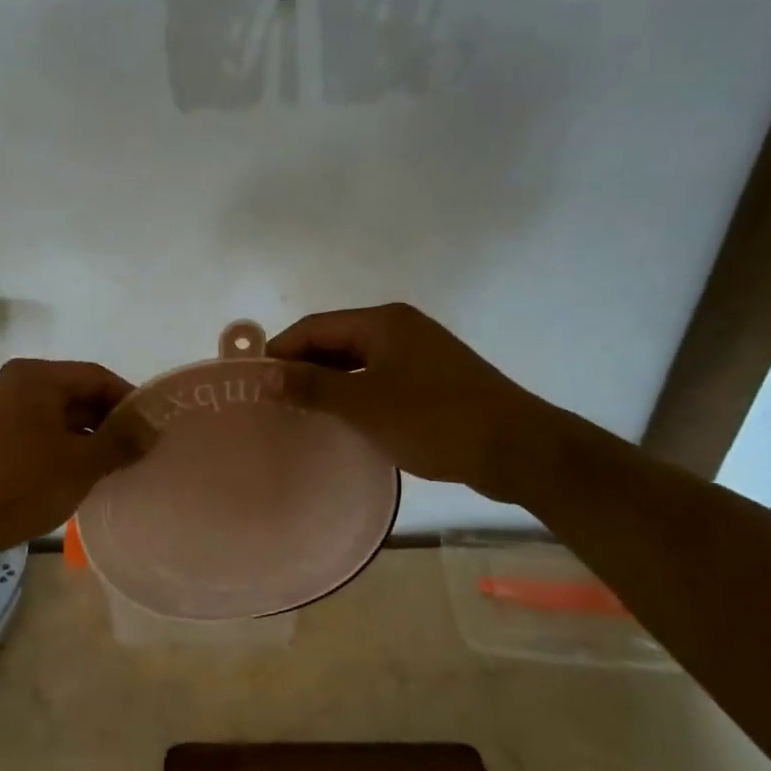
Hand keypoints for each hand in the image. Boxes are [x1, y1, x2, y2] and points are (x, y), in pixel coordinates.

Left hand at [0, 358, 148, 557]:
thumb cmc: (19, 485)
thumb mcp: (80, 463)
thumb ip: (121, 441)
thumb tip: (154, 426)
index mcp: (36, 377)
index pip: (97, 377)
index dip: (130, 401)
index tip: (154, 429)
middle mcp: (17, 385)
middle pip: (78, 395)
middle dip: (110, 423)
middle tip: (140, 451)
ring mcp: (1, 413)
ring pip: (60, 419)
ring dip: (89, 440)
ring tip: (117, 468)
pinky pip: (40, 436)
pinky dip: (65, 451)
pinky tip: (82, 477)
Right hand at [269, 303, 560, 503]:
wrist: (516, 448)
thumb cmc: (434, 420)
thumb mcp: (365, 404)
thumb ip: (313, 387)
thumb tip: (266, 375)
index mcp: (382, 322)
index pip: (314, 327)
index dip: (280, 351)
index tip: (254, 382)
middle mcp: (399, 327)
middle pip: (335, 340)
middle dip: (302, 367)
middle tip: (272, 401)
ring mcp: (419, 352)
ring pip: (357, 361)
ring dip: (328, 382)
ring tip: (300, 412)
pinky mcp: (432, 378)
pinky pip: (379, 377)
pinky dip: (355, 393)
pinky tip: (342, 419)